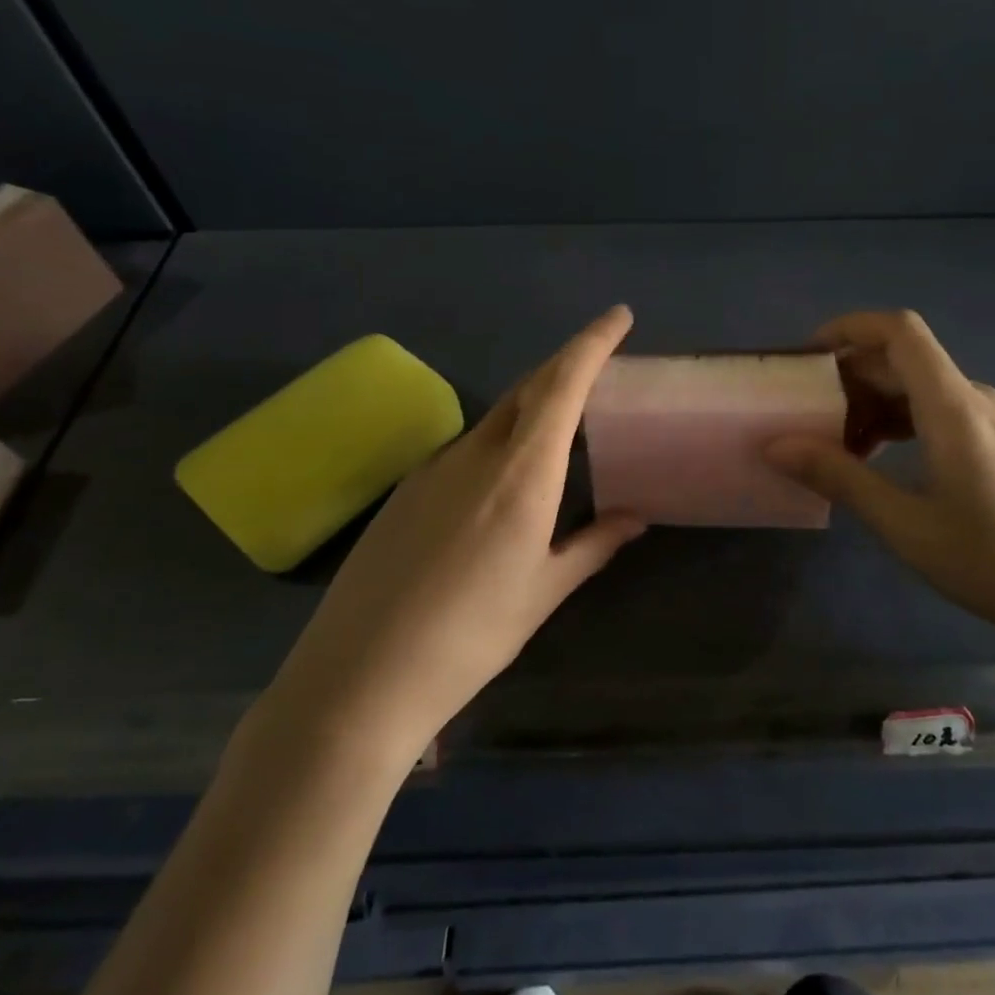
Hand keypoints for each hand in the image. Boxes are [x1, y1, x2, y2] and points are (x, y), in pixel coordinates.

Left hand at [253, 306, 645, 770]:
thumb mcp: (543, 591)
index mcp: (522, 473)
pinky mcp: (405, 489)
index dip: (592, 343)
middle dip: (566, 365)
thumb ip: (593, 545)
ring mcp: (433, 467)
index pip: (562, 385)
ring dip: (532, 406)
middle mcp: (476, 454)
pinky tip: (501, 481)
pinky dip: (498, 441)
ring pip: (495, 417)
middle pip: (528, 388)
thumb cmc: (471, 636)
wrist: (359, 677)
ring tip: (560, 427)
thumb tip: (635, 519)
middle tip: (599, 364)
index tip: (619, 316)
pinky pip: (465, 447)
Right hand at [766, 310, 994, 653]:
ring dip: (874, 405)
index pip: (899, 331)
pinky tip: (883, 461)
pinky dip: (902, 422)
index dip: (849, 328)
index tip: (806, 358)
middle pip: (904, 361)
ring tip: (839, 448)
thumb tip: (777, 446)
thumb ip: (841, 478)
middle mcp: (975, 399)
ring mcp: (994, 421)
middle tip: (807, 419)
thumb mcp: (906, 525)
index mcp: (953, 406)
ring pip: (921, 388)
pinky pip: (940, 411)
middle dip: (850, 379)